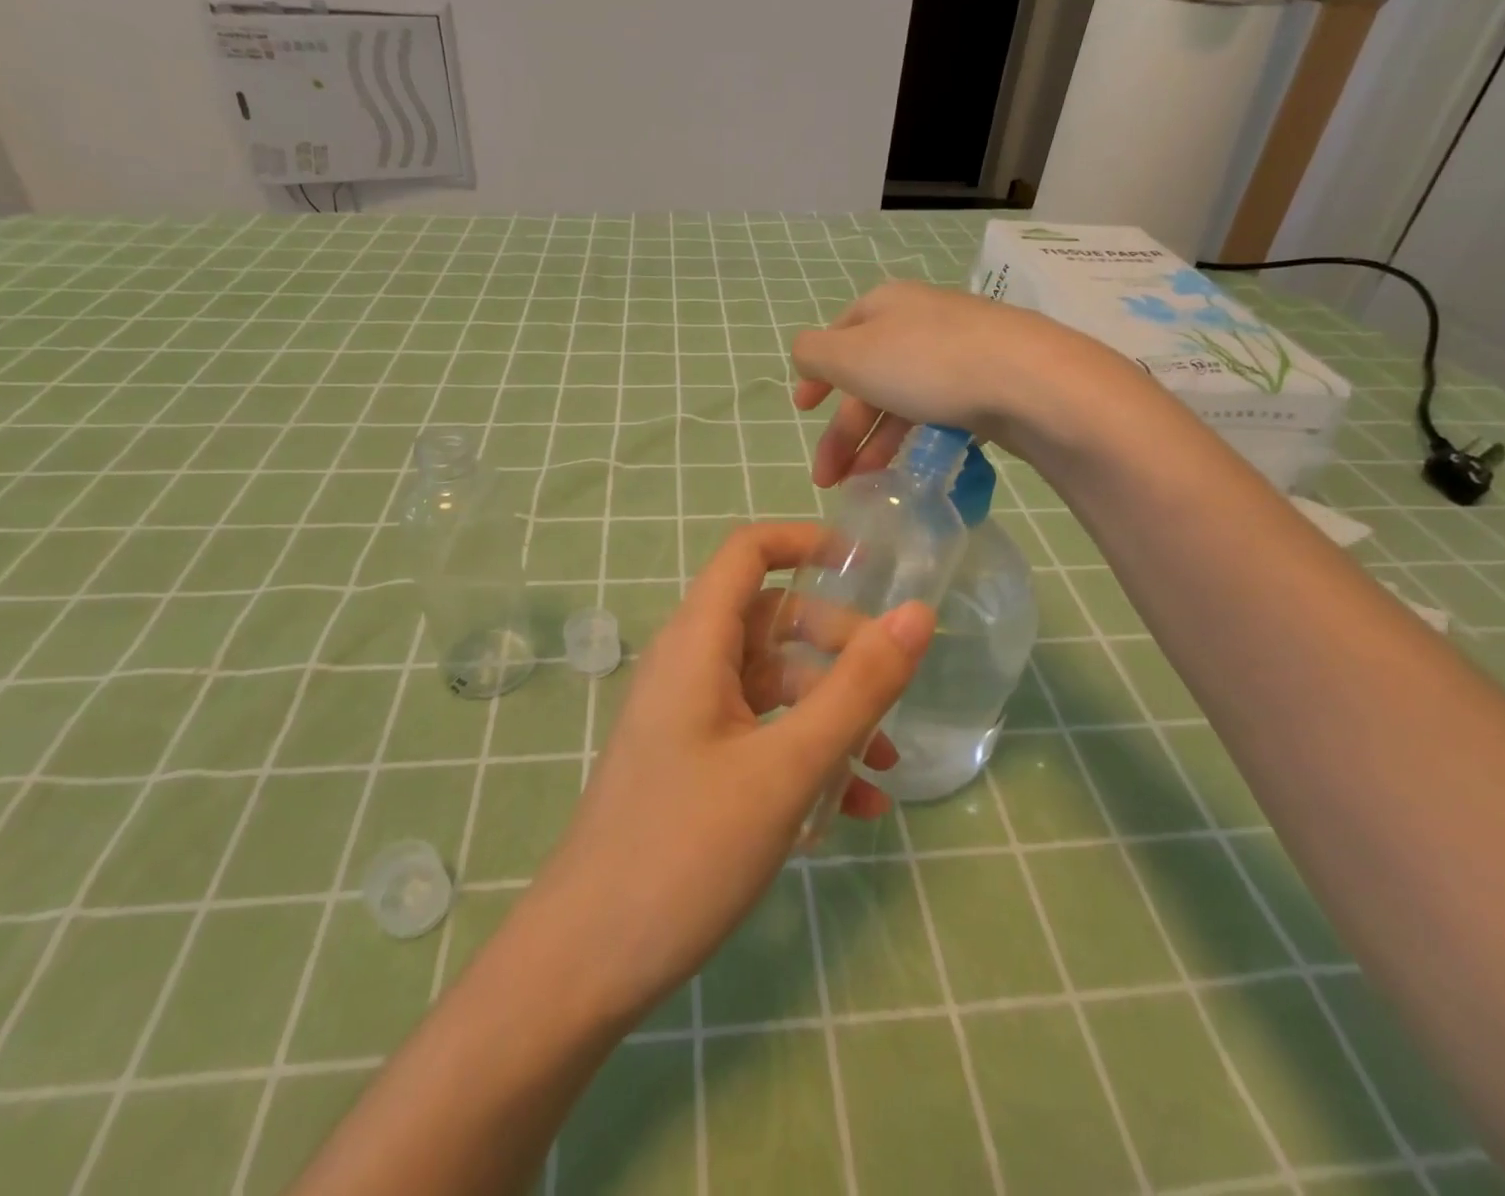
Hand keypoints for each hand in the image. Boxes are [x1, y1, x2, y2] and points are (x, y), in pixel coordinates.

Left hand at [521, 522, 933, 1024]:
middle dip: (838, 646)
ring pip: (773, 685)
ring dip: (831, 712)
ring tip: (884, 768)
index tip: (869, 565)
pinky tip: (852, 808)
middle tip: (892, 691)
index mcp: (696, 643)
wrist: (587, 961)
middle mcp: (689, 666)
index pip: (747, 552)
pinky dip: (806, 752)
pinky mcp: (693, 762)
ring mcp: (689, 716)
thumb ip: (857, 689)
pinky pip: (760, 733)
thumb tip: (917, 614)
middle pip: (773, 621)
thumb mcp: (787, 767)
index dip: (805, 542)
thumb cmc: (685, 850)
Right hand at [789, 280, 1073, 486]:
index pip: (838, 336)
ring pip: (902, 399)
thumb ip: (814, 355)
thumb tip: (806, 358)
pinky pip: (937, 411)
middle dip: (843, 431)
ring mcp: (958, 350)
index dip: (817, 375)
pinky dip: (915, 440)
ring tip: (864, 486)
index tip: (802, 412)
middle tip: (827, 478)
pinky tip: (911, 468)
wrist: (1030, 382)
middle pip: (868, 378)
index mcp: (885, 306)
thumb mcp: (851, 356)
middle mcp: (920, 321)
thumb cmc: (927, 364)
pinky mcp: (989, 382)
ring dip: (875, 444)